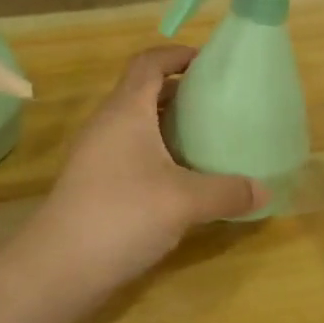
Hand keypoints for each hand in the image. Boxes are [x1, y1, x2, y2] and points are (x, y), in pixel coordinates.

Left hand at [20, 45, 262, 297]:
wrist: (58, 268)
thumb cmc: (123, 214)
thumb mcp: (186, 201)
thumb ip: (228, 192)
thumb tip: (265, 191)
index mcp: (126, 111)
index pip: (149, 62)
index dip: (177, 54)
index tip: (209, 63)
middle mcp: (108, 124)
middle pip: (144, 91)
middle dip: (180, 91)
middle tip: (218, 103)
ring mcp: (97, 154)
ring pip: (137, 124)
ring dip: (169, 124)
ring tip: (206, 138)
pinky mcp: (94, 182)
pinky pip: (130, 151)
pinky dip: (158, 152)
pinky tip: (182, 178)